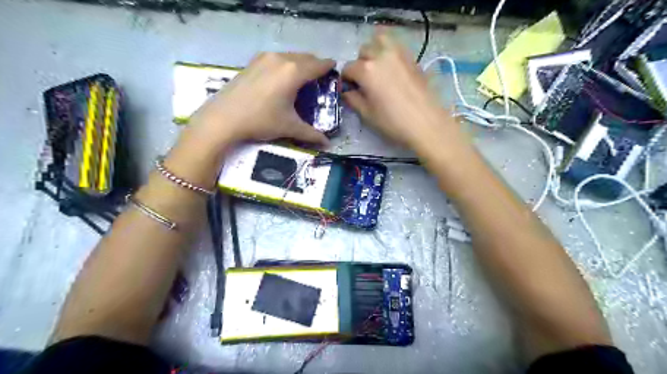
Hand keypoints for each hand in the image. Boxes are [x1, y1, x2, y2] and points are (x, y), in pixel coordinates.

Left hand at [187, 51, 332, 150]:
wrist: (224, 118)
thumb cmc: (261, 121)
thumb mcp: (289, 127)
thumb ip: (312, 134)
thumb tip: (328, 145)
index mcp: (294, 72)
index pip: (318, 65)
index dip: (329, 68)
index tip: (335, 72)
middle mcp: (281, 59)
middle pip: (306, 57)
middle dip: (316, 65)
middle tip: (320, 79)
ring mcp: (265, 58)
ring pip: (290, 56)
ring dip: (300, 64)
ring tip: (303, 79)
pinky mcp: (253, 62)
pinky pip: (277, 58)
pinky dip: (286, 64)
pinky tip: (283, 79)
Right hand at [344, 30, 464, 150]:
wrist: (426, 123)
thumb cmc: (393, 122)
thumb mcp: (367, 114)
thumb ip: (353, 99)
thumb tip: (347, 91)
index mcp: (366, 70)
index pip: (348, 68)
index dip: (346, 80)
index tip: (350, 89)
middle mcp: (381, 55)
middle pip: (363, 51)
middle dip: (360, 64)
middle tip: (364, 81)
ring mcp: (399, 54)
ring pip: (380, 40)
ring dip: (375, 51)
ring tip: (378, 68)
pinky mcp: (412, 58)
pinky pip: (397, 46)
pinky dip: (390, 52)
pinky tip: (392, 70)